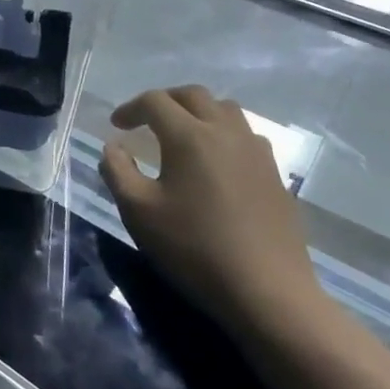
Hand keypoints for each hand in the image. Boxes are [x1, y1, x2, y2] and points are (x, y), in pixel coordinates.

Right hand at [97, 85, 323, 337]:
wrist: (269, 293)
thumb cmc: (195, 248)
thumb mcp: (138, 212)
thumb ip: (117, 171)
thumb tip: (114, 147)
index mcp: (189, 136)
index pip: (155, 101)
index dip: (131, 108)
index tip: (117, 126)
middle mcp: (225, 132)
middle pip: (193, 95)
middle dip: (165, 100)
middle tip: (147, 120)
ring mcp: (257, 152)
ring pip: (225, 110)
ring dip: (199, 112)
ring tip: (183, 135)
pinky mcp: (276, 175)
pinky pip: (246, 136)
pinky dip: (223, 134)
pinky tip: (216, 162)